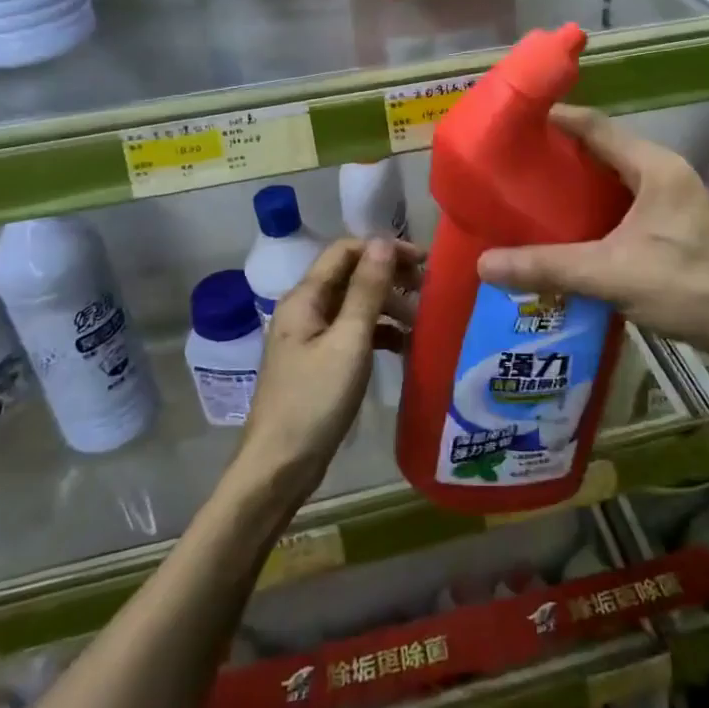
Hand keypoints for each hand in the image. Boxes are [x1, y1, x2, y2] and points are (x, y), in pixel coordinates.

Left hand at [237, 237, 418, 496]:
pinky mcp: (318, 363)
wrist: (280, 466)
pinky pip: (352, 334)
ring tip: (421, 323)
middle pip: (350, 277)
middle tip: (428, 292)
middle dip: (389, 278)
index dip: (384, 250)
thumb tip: (382, 241)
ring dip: (387, 307)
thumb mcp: (348, 341)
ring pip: (354, 306)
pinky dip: (378, 334)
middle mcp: (304, 310)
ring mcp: (309, 338)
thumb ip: (366, 290)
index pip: (346, 251)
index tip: (423, 263)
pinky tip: (403, 347)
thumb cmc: (315, 400)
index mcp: (305, 298)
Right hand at [475, 106, 708, 378]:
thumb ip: (548, 267)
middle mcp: (665, 173)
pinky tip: (566, 229)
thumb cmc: (688, 288)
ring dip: (576, 184)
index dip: (554, 119)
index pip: (595, 126)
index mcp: (655, 167)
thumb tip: (483, 265)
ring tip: (530, 195)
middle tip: (512, 164)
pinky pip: (623, 204)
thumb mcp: (611, 275)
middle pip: (602, 149)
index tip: (513, 122)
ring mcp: (673, 200)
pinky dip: (593, 209)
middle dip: (558, 154)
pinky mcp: (674, 226)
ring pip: (613, 179)